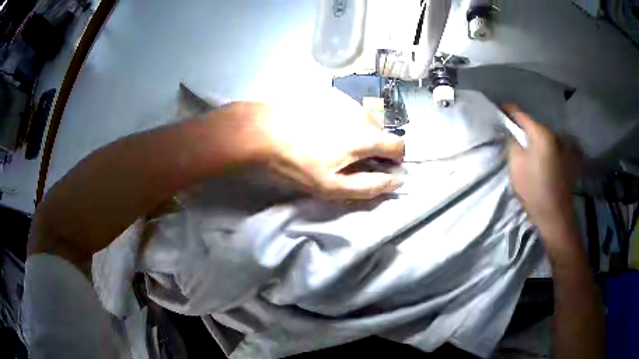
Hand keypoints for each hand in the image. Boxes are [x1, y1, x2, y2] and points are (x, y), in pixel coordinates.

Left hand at [219, 88, 404, 198]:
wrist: (262, 130)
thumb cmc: (297, 162)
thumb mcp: (331, 185)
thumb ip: (368, 186)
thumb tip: (394, 182)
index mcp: (366, 137)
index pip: (399, 145)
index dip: (395, 159)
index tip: (382, 167)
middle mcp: (361, 113)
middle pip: (382, 131)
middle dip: (375, 146)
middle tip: (353, 158)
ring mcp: (344, 100)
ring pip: (364, 119)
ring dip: (360, 132)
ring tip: (335, 142)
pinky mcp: (328, 94)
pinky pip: (347, 109)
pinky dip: (345, 120)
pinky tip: (323, 127)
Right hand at [505, 103, 577, 228]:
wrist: (554, 214)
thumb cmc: (533, 188)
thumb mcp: (516, 164)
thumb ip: (512, 143)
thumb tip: (511, 133)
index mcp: (542, 133)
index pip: (521, 114)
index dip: (508, 110)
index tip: (499, 107)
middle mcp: (555, 134)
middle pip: (534, 125)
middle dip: (523, 127)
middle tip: (512, 132)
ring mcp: (564, 147)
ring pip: (544, 136)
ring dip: (535, 138)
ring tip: (528, 145)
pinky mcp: (568, 159)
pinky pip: (553, 146)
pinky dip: (545, 147)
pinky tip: (541, 157)